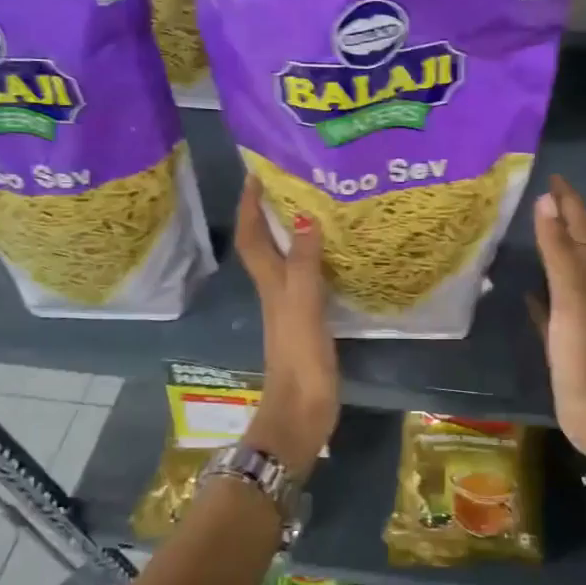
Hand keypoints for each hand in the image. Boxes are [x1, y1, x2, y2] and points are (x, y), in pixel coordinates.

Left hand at [235, 176, 338, 478]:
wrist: (302, 410)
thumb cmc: (299, 357)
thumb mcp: (302, 305)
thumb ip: (302, 263)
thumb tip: (302, 215)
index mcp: (270, 282)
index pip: (252, 236)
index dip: (250, 205)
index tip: (256, 173)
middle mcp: (276, 289)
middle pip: (265, 243)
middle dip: (271, 211)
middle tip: (294, 181)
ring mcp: (291, 306)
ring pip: (286, 258)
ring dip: (292, 231)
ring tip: (316, 206)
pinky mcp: (308, 320)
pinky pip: (308, 277)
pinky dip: (315, 258)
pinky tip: (335, 254)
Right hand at [528, 174, 585, 474]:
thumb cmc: (581, 352)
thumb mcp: (569, 297)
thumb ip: (557, 252)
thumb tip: (546, 201)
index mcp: (584, 278)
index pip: (579, 229)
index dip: (569, 202)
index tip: (554, 176)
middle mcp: (580, 291)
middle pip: (572, 246)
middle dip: (560, 219)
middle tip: (537, 197)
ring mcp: (570, 317)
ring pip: (559, 274)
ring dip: (548, 251)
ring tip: (526, 234)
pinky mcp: (559, 341)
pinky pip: (546, 308)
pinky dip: (536, 295)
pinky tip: (523, 292)